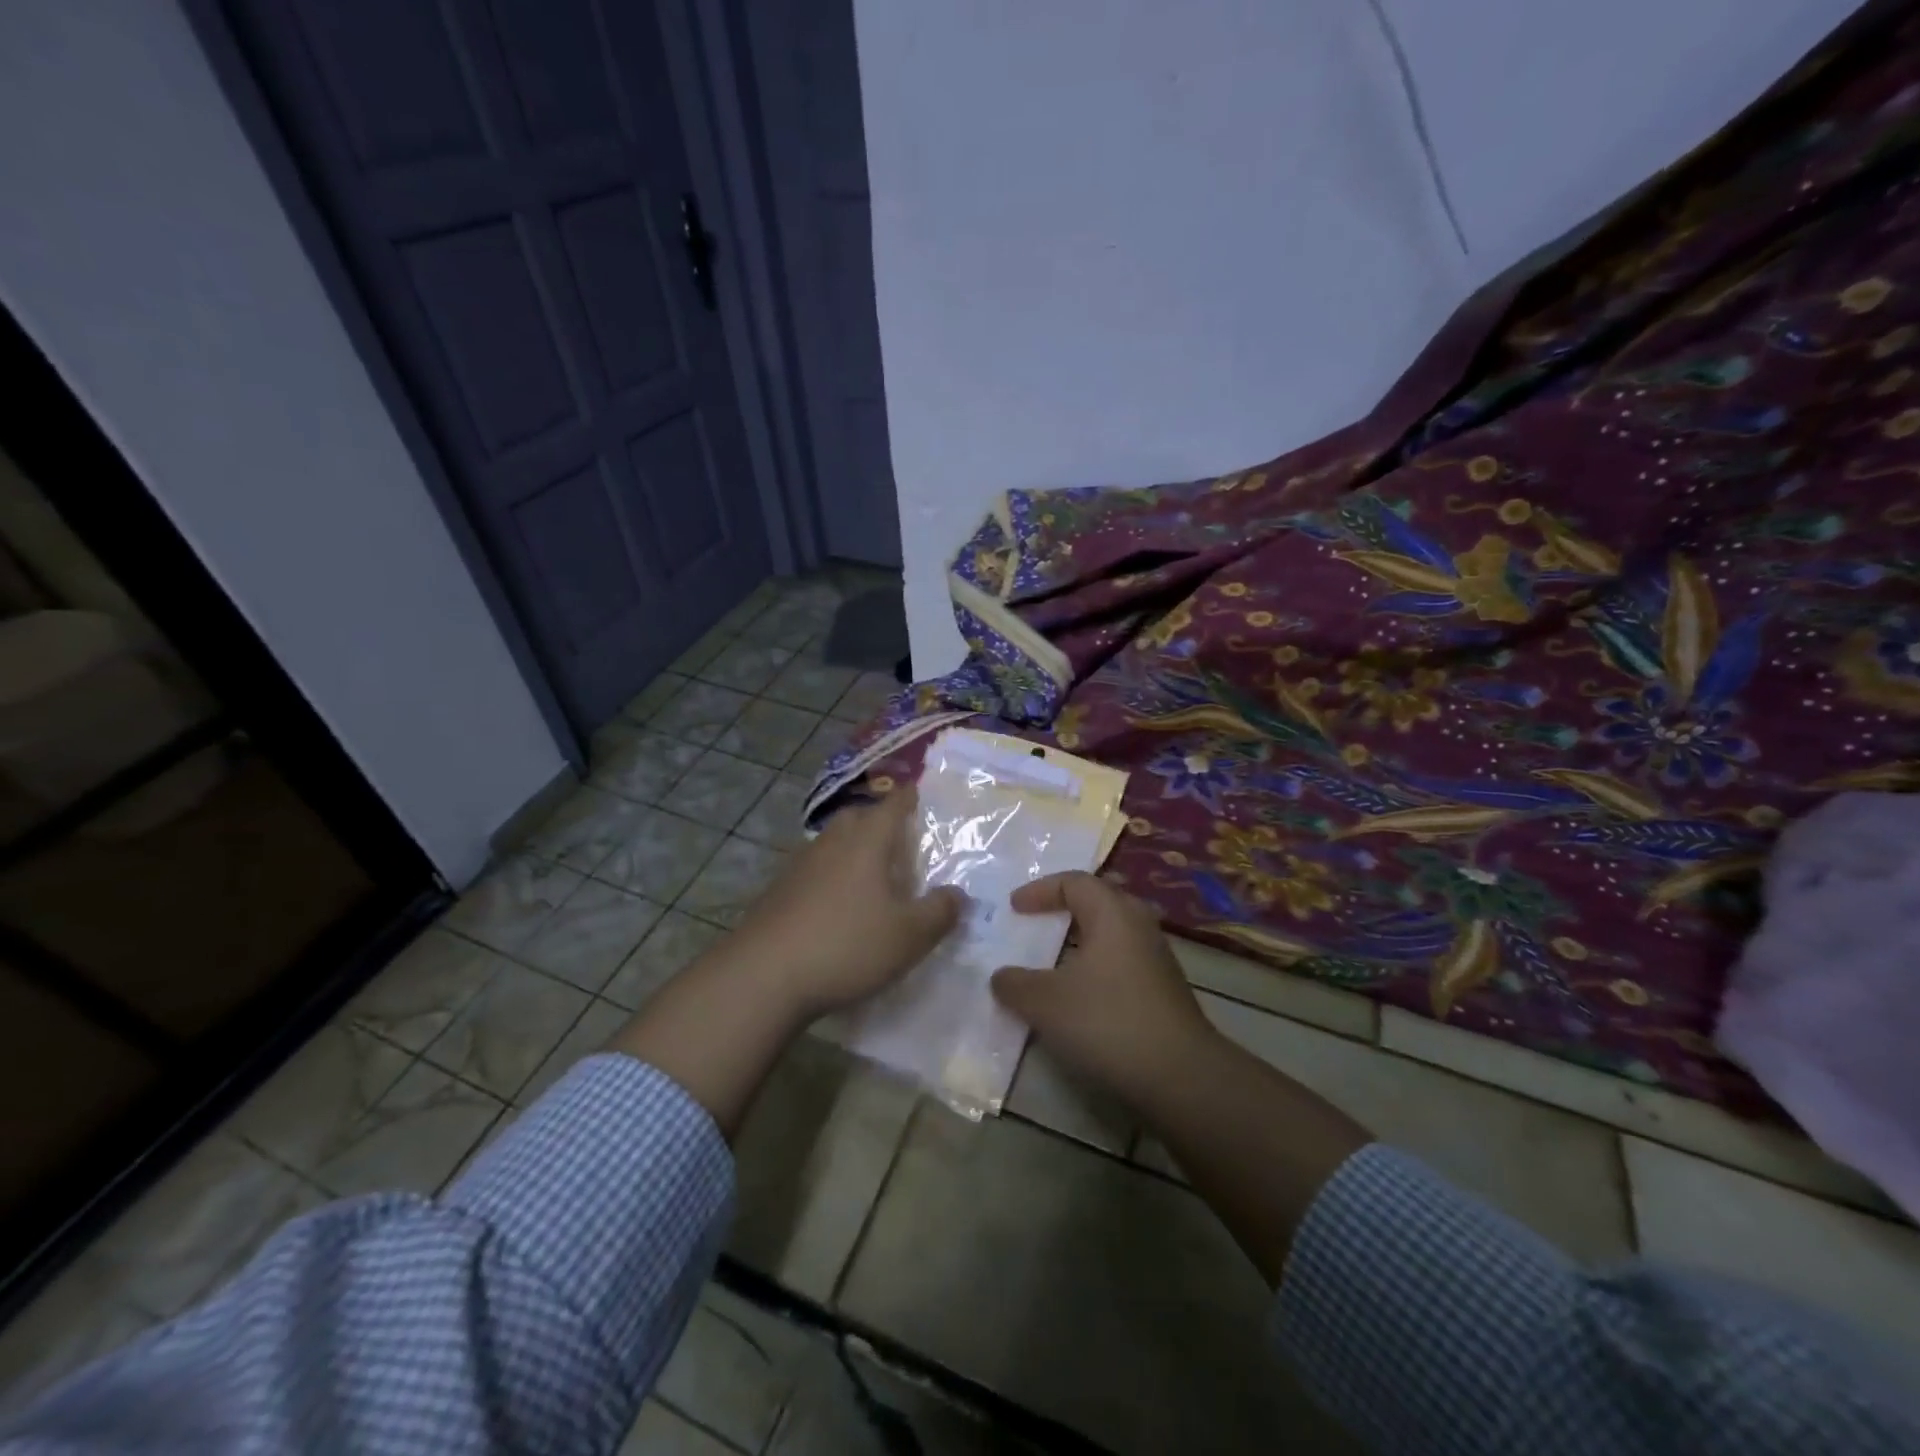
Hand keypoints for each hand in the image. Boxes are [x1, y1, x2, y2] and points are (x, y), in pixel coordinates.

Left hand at [732, 786, 964, 1018]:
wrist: (763, 975)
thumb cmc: (847, 945)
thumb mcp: (909, 936)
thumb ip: (940, 911)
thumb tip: (958, 894)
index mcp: (867, 840)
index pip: (894, 804)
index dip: (911, 797)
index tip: (921, 794)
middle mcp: (832, 841)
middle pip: (859, 816)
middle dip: (880, 821)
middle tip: (901, 842)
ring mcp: (800, 864)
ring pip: (834, 842)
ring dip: (854, 850)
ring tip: (874, 877)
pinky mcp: (779, 891)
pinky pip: (815, 870)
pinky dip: (832, 876)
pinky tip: (839, 906)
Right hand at [990, 871, 1217, 1105]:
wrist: (1180, 1077)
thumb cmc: (1107, 1022)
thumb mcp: (1045, 1003)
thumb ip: (1015, 984)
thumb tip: (1001, 976)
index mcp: (1112, 913)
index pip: (1074, 882)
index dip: (1040, 890)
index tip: (1013, 907)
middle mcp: (1139, 926)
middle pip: (1098, 902)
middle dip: (1065, 909)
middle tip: (1037, 923)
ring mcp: (1157, 959)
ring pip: (1112, 934)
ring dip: (1081, 942)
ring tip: (1053, 961)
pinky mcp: (1164, 991)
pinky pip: (1122, 962)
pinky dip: (1096, 968)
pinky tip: (1080, 997)